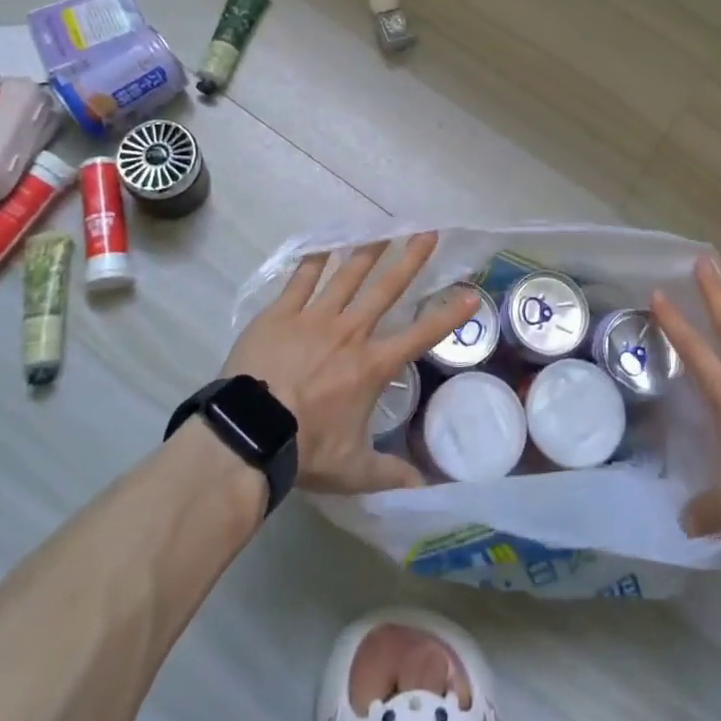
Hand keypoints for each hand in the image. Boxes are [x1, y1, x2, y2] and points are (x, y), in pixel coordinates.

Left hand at [221, 233, 474, 493]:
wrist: (249, 434)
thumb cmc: (305, 449)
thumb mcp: (353, 469)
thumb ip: (390, 475)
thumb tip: (425, 492)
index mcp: (372, 365)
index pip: (420, 336)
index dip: (448, 315)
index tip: (470, 294)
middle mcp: (350, 332)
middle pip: (386, 289)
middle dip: (410, 259)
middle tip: (427, 232)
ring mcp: (314, 318)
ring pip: (347, 275)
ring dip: (367, 251)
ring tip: (384, 228)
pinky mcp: (281, 313)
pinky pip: (301, 279)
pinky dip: (315, 260)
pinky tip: (324, 242)